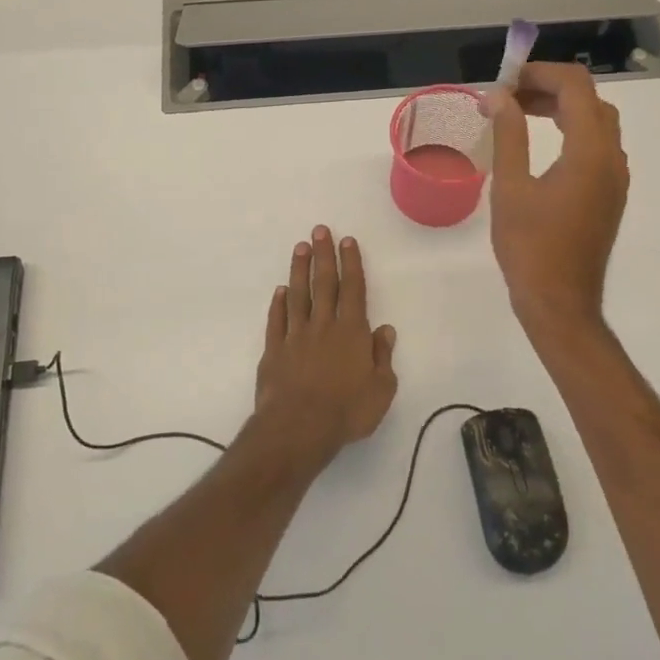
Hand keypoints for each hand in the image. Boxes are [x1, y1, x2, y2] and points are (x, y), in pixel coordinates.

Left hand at [253, 226, 399, 470]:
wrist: (298, 428)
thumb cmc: (347, 411)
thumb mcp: (381, 389)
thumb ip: (382, 357)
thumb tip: (385, 330)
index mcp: (352, 332)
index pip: (353, 290)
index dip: (351, 264)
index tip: (347, 241)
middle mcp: (323, 326)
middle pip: (324, 284)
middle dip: (324, 255)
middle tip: (319, 230)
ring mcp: (295, 336)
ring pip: (298, 295)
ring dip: (299, 270)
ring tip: (300, 248)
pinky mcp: (274, 351)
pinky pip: (277, 321)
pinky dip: (279, 304)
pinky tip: (281, 291)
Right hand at [487, 62, 629, 333]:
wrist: (560, 302)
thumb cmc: (530, 247)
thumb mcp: (510, 187)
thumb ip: (508, 135)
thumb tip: (498, 96)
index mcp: (590, 152)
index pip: (576, 87)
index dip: (540, 73)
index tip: (505, 81)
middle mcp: (612, 158)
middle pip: (590, 101)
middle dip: (550, 88)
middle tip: (509, 96)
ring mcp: (615, 179)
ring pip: (597, 123)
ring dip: (563, 109)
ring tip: (520, 113)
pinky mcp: (609, 195)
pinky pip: (597, 147)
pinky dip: (572, 132)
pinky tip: (542, 145)